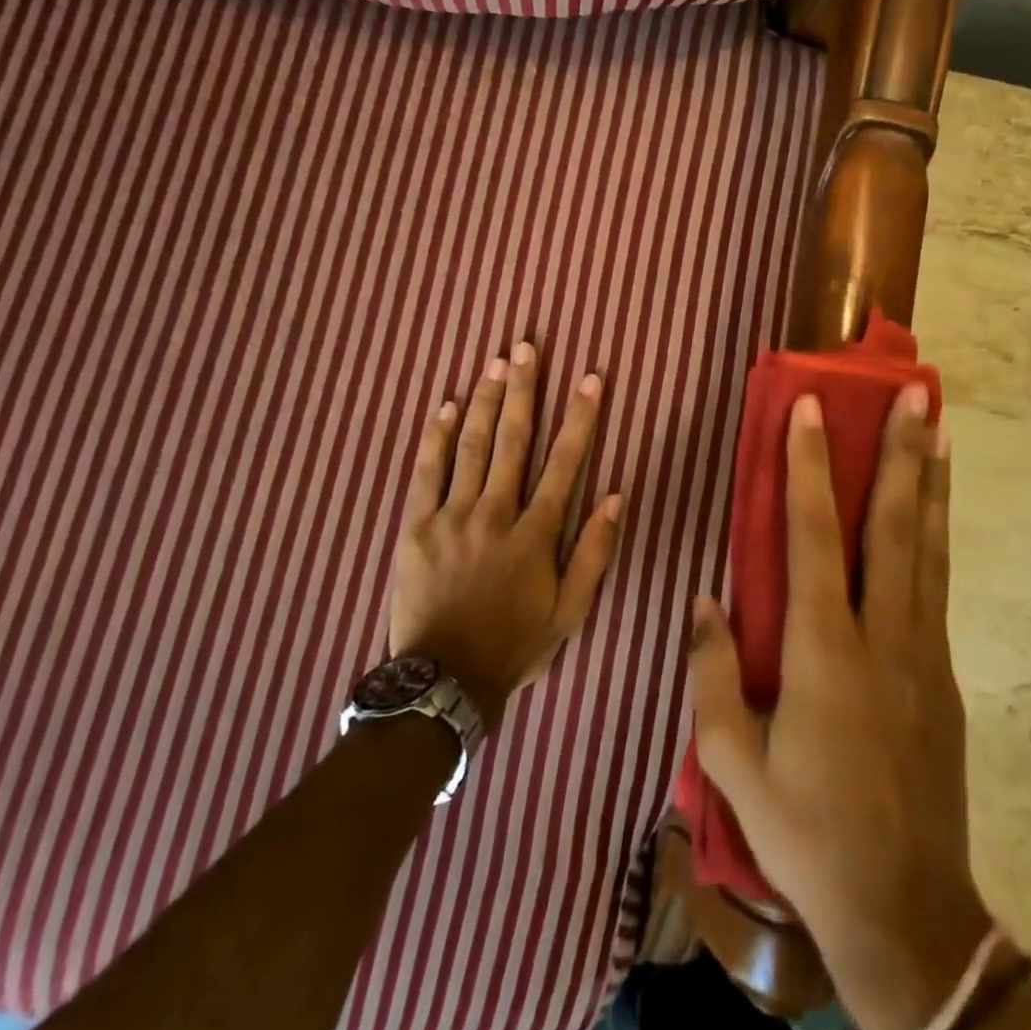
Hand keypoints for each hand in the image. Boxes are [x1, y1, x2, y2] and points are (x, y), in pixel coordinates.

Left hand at [389, 342, 622, 728]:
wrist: (442, 681)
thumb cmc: (513, 645)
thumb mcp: (570, 612)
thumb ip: (593, 552)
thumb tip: (615, 497)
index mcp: (535, 532)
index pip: (565, 462)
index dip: (580, 417)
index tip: (591, 378)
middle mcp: (495, 511)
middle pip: (511, 439)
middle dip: (522, 390)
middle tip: (526, 348)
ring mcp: (451, 516)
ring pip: (470, 446)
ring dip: (483, 401)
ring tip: (494, 363)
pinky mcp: (416, 526)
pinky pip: (426, 473)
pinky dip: (436, 438)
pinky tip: (445, 407)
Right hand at [689, 388, 984, 1029]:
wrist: (905, 912)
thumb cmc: (807, 833)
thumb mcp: (733, 762)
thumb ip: (712, 673)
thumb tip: (705, 598)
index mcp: (824, 652)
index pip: (813, 536)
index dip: (811, 467)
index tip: (813, 409)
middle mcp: (882, 636)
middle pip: (893, 527)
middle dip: (901, 455)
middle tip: (915, 397)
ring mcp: (923, 653)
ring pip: (928, 548)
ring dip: (933, 483)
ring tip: (941, 430)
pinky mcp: (943, 675)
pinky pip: (936, 584)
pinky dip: (936, 534)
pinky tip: (934, 512)